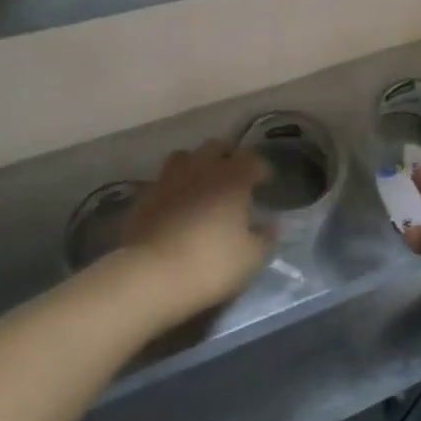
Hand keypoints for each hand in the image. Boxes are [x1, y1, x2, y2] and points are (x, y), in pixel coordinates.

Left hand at [122, 140, 270, 315]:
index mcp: (234, 176)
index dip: (261, 169)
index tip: (264, 184)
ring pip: (187, 156)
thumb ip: (266, 237)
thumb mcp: (251, 258)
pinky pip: (165, 179)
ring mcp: (171, 177)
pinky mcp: (146, 193)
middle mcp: (203, 166)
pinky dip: (174, 185)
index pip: (252, 159)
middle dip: (228, 157)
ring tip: (202, 183)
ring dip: (197, 164)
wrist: (151, 274)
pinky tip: (177, 203)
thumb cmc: (210, 263)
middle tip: (234, 178)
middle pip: (218, 147)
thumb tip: (274, 224)